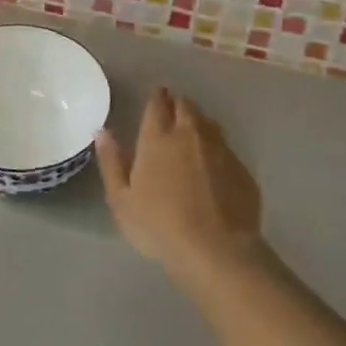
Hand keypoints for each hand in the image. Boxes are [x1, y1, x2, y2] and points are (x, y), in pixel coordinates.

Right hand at [97, 88, 264, 289]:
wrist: (216, 250)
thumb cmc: (159, 225)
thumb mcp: (121, 199)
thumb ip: (111, 162)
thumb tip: (102, 132)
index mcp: (158, 138)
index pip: (158, 105)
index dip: (157, 97)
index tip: (156, 94)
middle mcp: (190, 135)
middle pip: (186, 107)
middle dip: (178, 103)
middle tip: (172, 108)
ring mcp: (220, 150)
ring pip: (209, 123)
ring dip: (199, 121)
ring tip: (192, 130)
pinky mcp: (242, 169)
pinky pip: (226, 149)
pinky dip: (217, 148)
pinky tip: (214, 164)